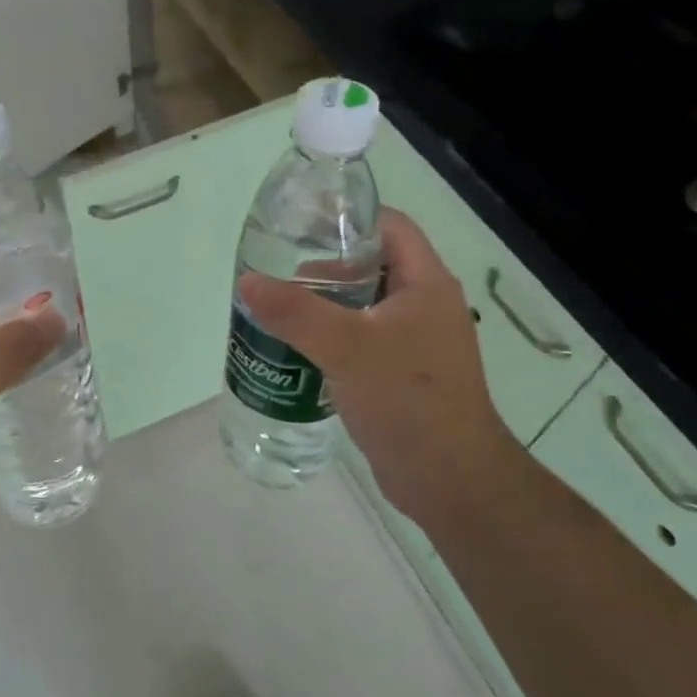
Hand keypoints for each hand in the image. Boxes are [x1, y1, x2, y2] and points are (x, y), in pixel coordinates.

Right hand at [238, 209, 526, 518]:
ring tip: (280, 314)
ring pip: (364, 307)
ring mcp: (417, 343)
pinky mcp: (404, 375)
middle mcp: (425, 306)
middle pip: (372, 266)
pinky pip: (363, 342)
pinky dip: (333, 339)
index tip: (301, 225)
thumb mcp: (346, 346)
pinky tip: (300, 353)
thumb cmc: (406, 399)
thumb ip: (294, 311)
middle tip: (280, 279)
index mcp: (426, 284)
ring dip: (325, 307)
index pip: (389, 226)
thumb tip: (247, 282)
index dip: (348, 218)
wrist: (449, 479)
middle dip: (326, 268)